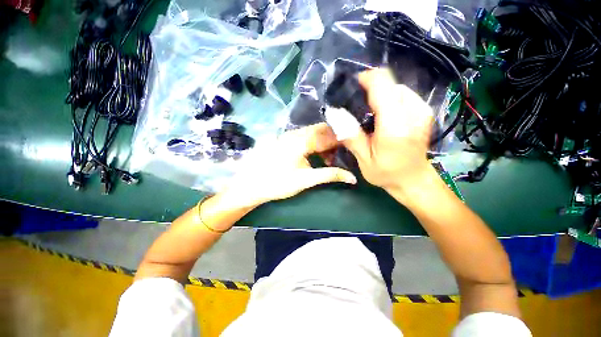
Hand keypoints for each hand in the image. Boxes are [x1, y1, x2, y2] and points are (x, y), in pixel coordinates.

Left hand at [219, 123, 356, 208]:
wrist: (249, 185)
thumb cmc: (278, 183)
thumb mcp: (306, 180)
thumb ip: (330, 175)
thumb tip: (352, 178)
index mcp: (302, 140)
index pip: (329, 134)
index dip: (342, 140)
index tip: (353, 148)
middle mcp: (295, 133)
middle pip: (321, 130)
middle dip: (333, 141)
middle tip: (341, 155)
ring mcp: (288, 135)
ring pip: (313, 134)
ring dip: (323, 144)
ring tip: (329, 159)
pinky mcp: (284, 140)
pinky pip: (304, 137)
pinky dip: (314, 145)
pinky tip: (315, 156)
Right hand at [342, 68, 434, 200]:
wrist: (413, 180)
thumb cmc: (386, 172)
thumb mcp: (363, 159)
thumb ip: (351, 135)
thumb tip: (335, 113)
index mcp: (395, 126)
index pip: (382, 86)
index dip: (365, 79)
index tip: (351, 87)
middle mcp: (413, 112)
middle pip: (389, 82)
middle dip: (370, 88)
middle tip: (356, 105)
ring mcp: (422, 109)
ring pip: (395, 86)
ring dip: (379, 94)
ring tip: (367, 111)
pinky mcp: (424, 110)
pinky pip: (403, 94)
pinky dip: (389, 98)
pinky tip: (381, 114)